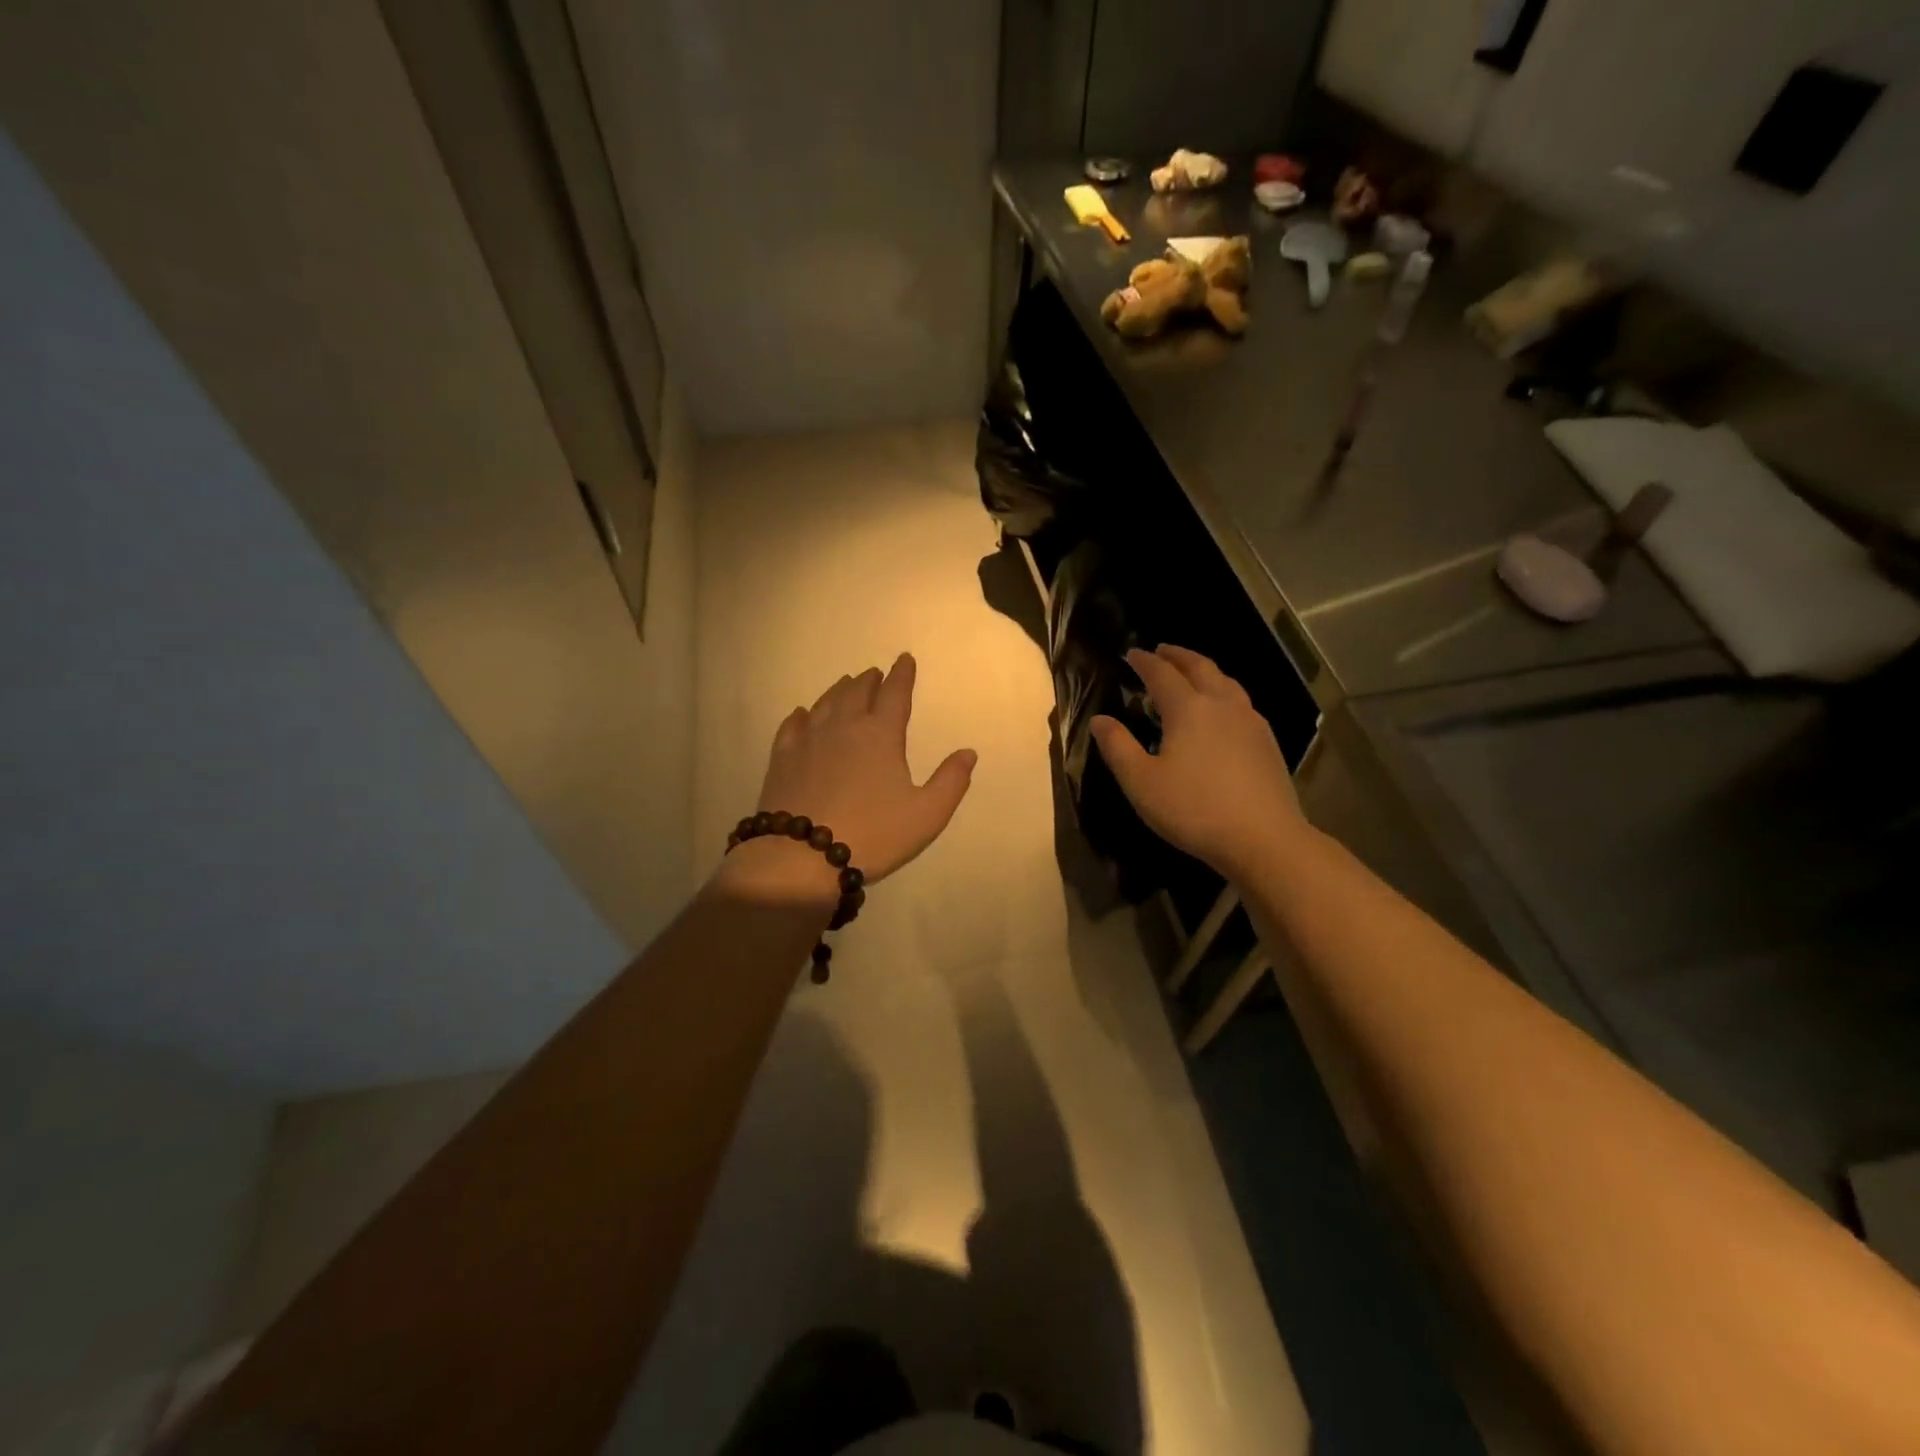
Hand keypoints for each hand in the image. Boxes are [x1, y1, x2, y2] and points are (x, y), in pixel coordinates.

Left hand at [732, 654, 976, 896]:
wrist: (801, 857)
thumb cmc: (873, 834)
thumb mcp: (927, 815)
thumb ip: (951, 781)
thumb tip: (967, 752)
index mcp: (880, 735)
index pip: (894, 694)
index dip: (902, 675)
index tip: (904, 660)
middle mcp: (843, 727)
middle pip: (857, 692)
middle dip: (870, 680)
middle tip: (875, 673)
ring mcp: (808, 740)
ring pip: (826, 703)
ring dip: (840, 690)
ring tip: (847, 684)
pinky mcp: (782, 759)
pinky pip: (793, 726)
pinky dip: (803, 715)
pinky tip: (803, 714)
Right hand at [1090, 645, 1305, 881]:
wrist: (1263, 839)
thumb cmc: (1194, 809)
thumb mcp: (1141, 782)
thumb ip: (1118, 747)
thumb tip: (1100, 720)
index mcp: (1188, 709)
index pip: (1162, 674)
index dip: (1145, 662)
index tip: (1132, 653)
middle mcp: (1222, 704)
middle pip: (1200, 667)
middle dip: (1178, 656)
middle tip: (1162, 651)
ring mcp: (1250, 722)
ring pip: (1226, 682)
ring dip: (1205, 670)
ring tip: (1192, 673)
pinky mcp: (1267, 742)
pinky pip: (1241, 702)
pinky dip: (1224, 692)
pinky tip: (1223, 711)